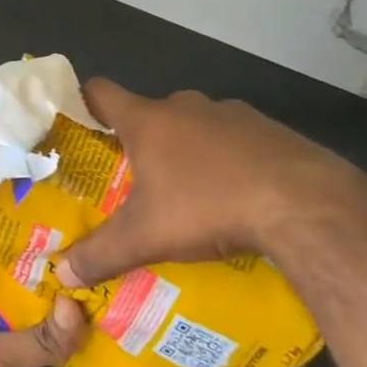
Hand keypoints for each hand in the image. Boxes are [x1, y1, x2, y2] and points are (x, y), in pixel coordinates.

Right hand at [54, 78, 366, 288]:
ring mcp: (232, 113)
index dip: (84, 102)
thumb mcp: (146, 238)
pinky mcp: (270, 129)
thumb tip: (61, 274)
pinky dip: (229, 159)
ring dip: (187, 149)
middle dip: (140, 140)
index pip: (101, 92)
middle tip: (135, 178)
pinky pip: (236, 139)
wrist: (305, 203)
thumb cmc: (208, 206)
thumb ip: (100, 254)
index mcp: (147, 121)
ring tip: (188, 192)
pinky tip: (237, 195)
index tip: (77, 123)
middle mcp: (185, 105)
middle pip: (150, 112)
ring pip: (195, 125)